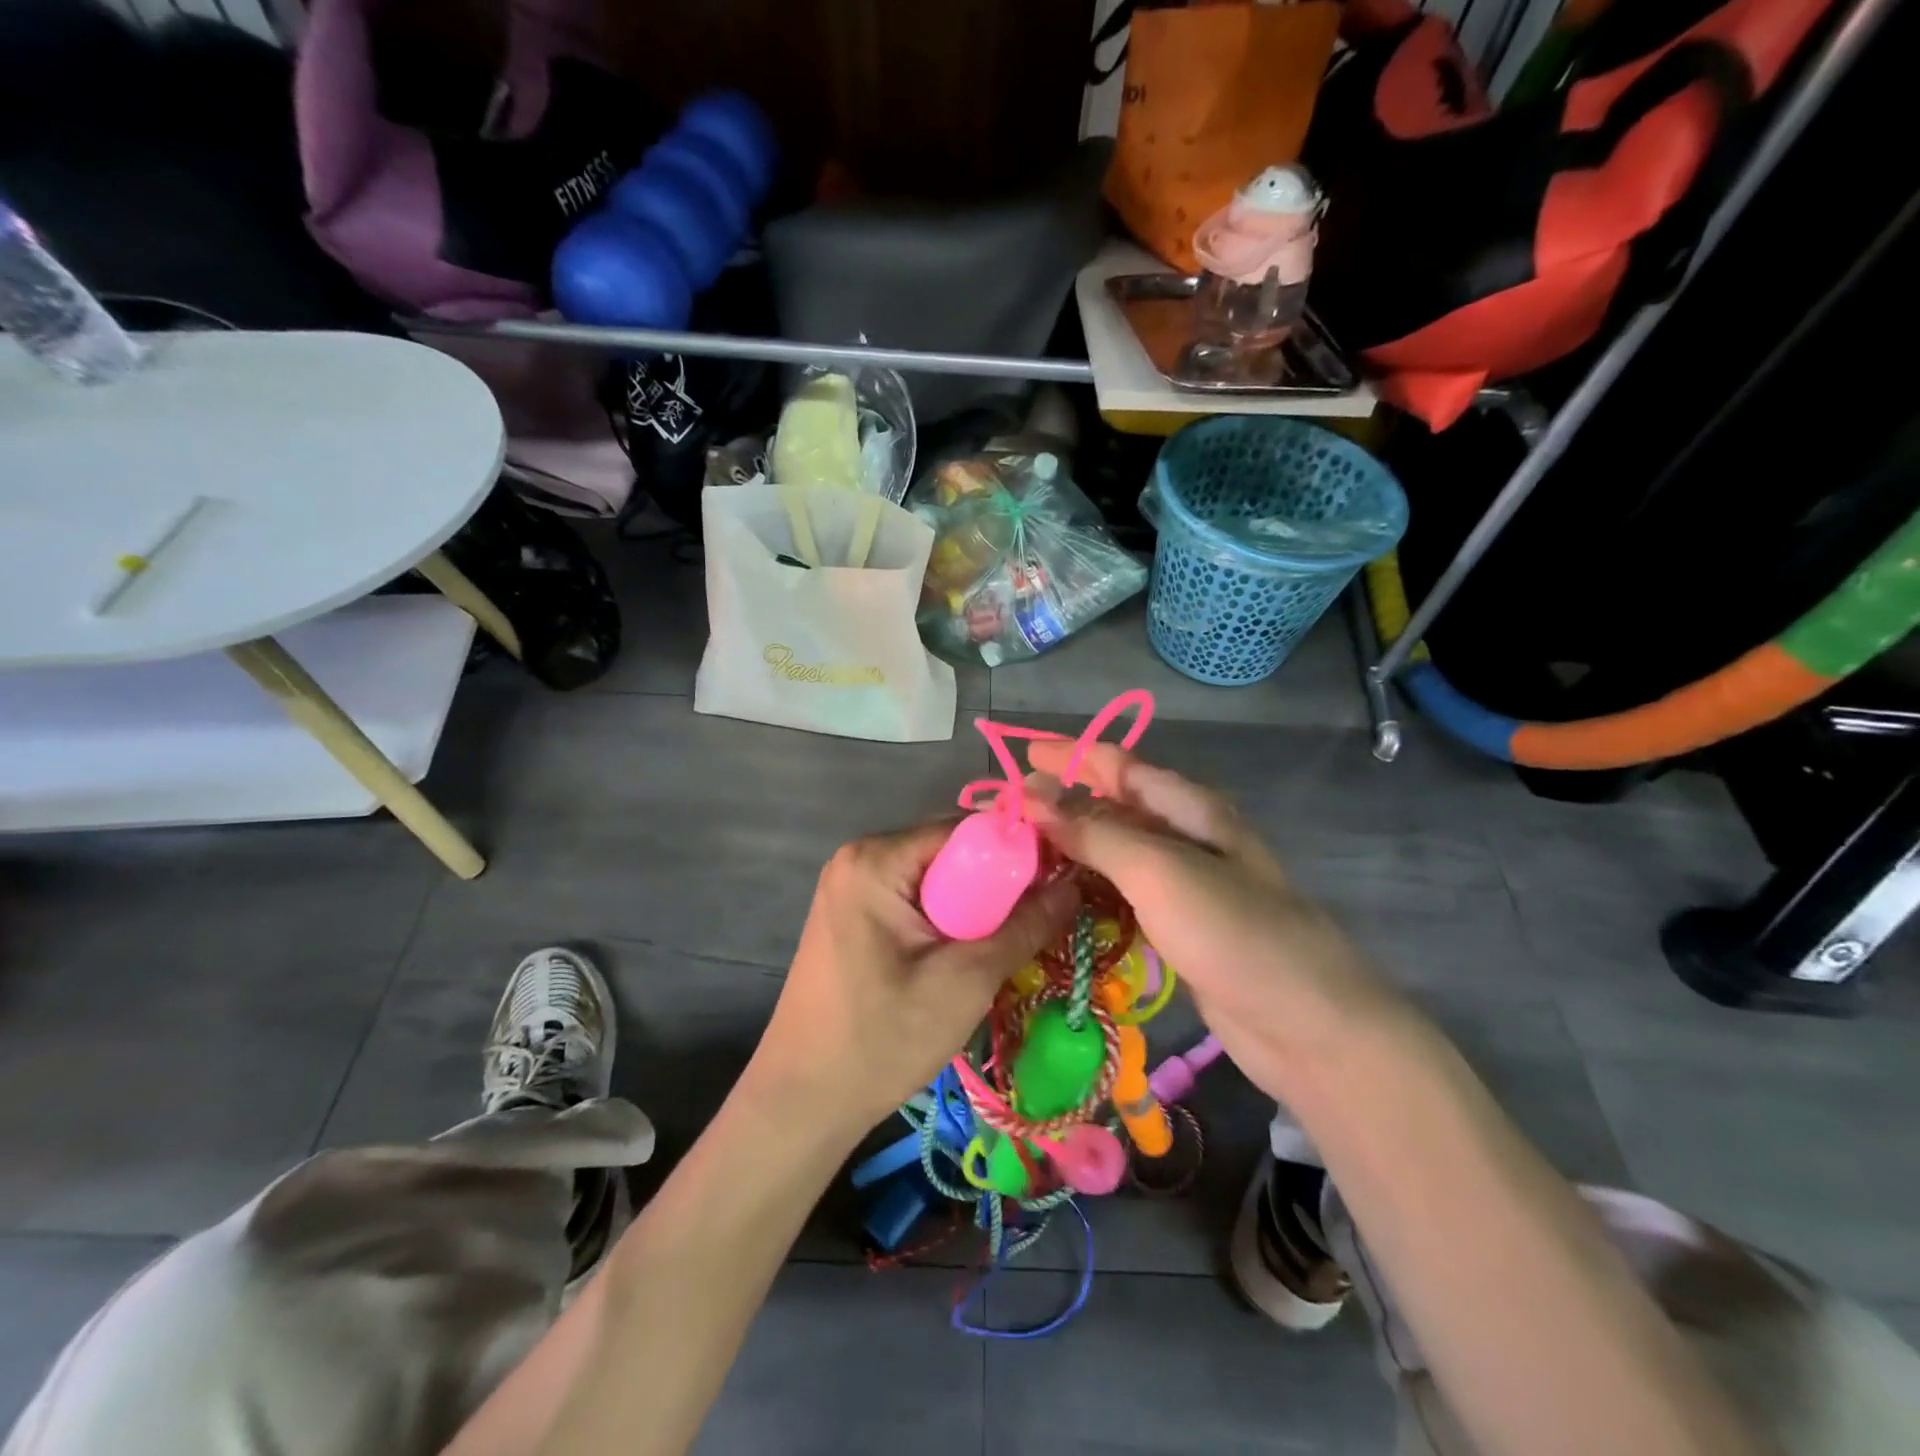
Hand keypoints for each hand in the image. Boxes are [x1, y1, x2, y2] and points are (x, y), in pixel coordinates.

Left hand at [750, 822, 1078, 1135]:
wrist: (802, 1102)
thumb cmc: (881, 1039)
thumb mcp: (965, 980)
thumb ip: (1024, 926)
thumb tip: (1073, 885)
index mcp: (876, 858)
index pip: (966, 829)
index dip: (1017, 851)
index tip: (1061, 881)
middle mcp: (860, 857)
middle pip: (951, 851)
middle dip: (997, 883)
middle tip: (1040, 919)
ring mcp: (851, 886)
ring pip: (937, 878)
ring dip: (975, 907)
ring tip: (1011, 941)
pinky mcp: (853, 916)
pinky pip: (916, 899)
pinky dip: (947, 920)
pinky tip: (967, 954)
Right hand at [1025, 739, 1404, 1104]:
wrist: (1306, 1026)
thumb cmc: (1234, 932)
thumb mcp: (1158, 870)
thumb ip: (1093, 831)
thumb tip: (1030, 795)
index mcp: (1187, 807)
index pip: (1117, 763)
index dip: (1068, 755)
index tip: (1017, 756)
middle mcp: (1184, 836)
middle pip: (1111, 805)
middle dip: (1060, 803)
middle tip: (1004, 814)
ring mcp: (1182, 884)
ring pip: (1112, 852)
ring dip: (1069, 848)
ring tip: (1017, 855)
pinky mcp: (1176, 927)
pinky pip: (1120, 894)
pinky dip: (1086, 890)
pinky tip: (1055, 899)